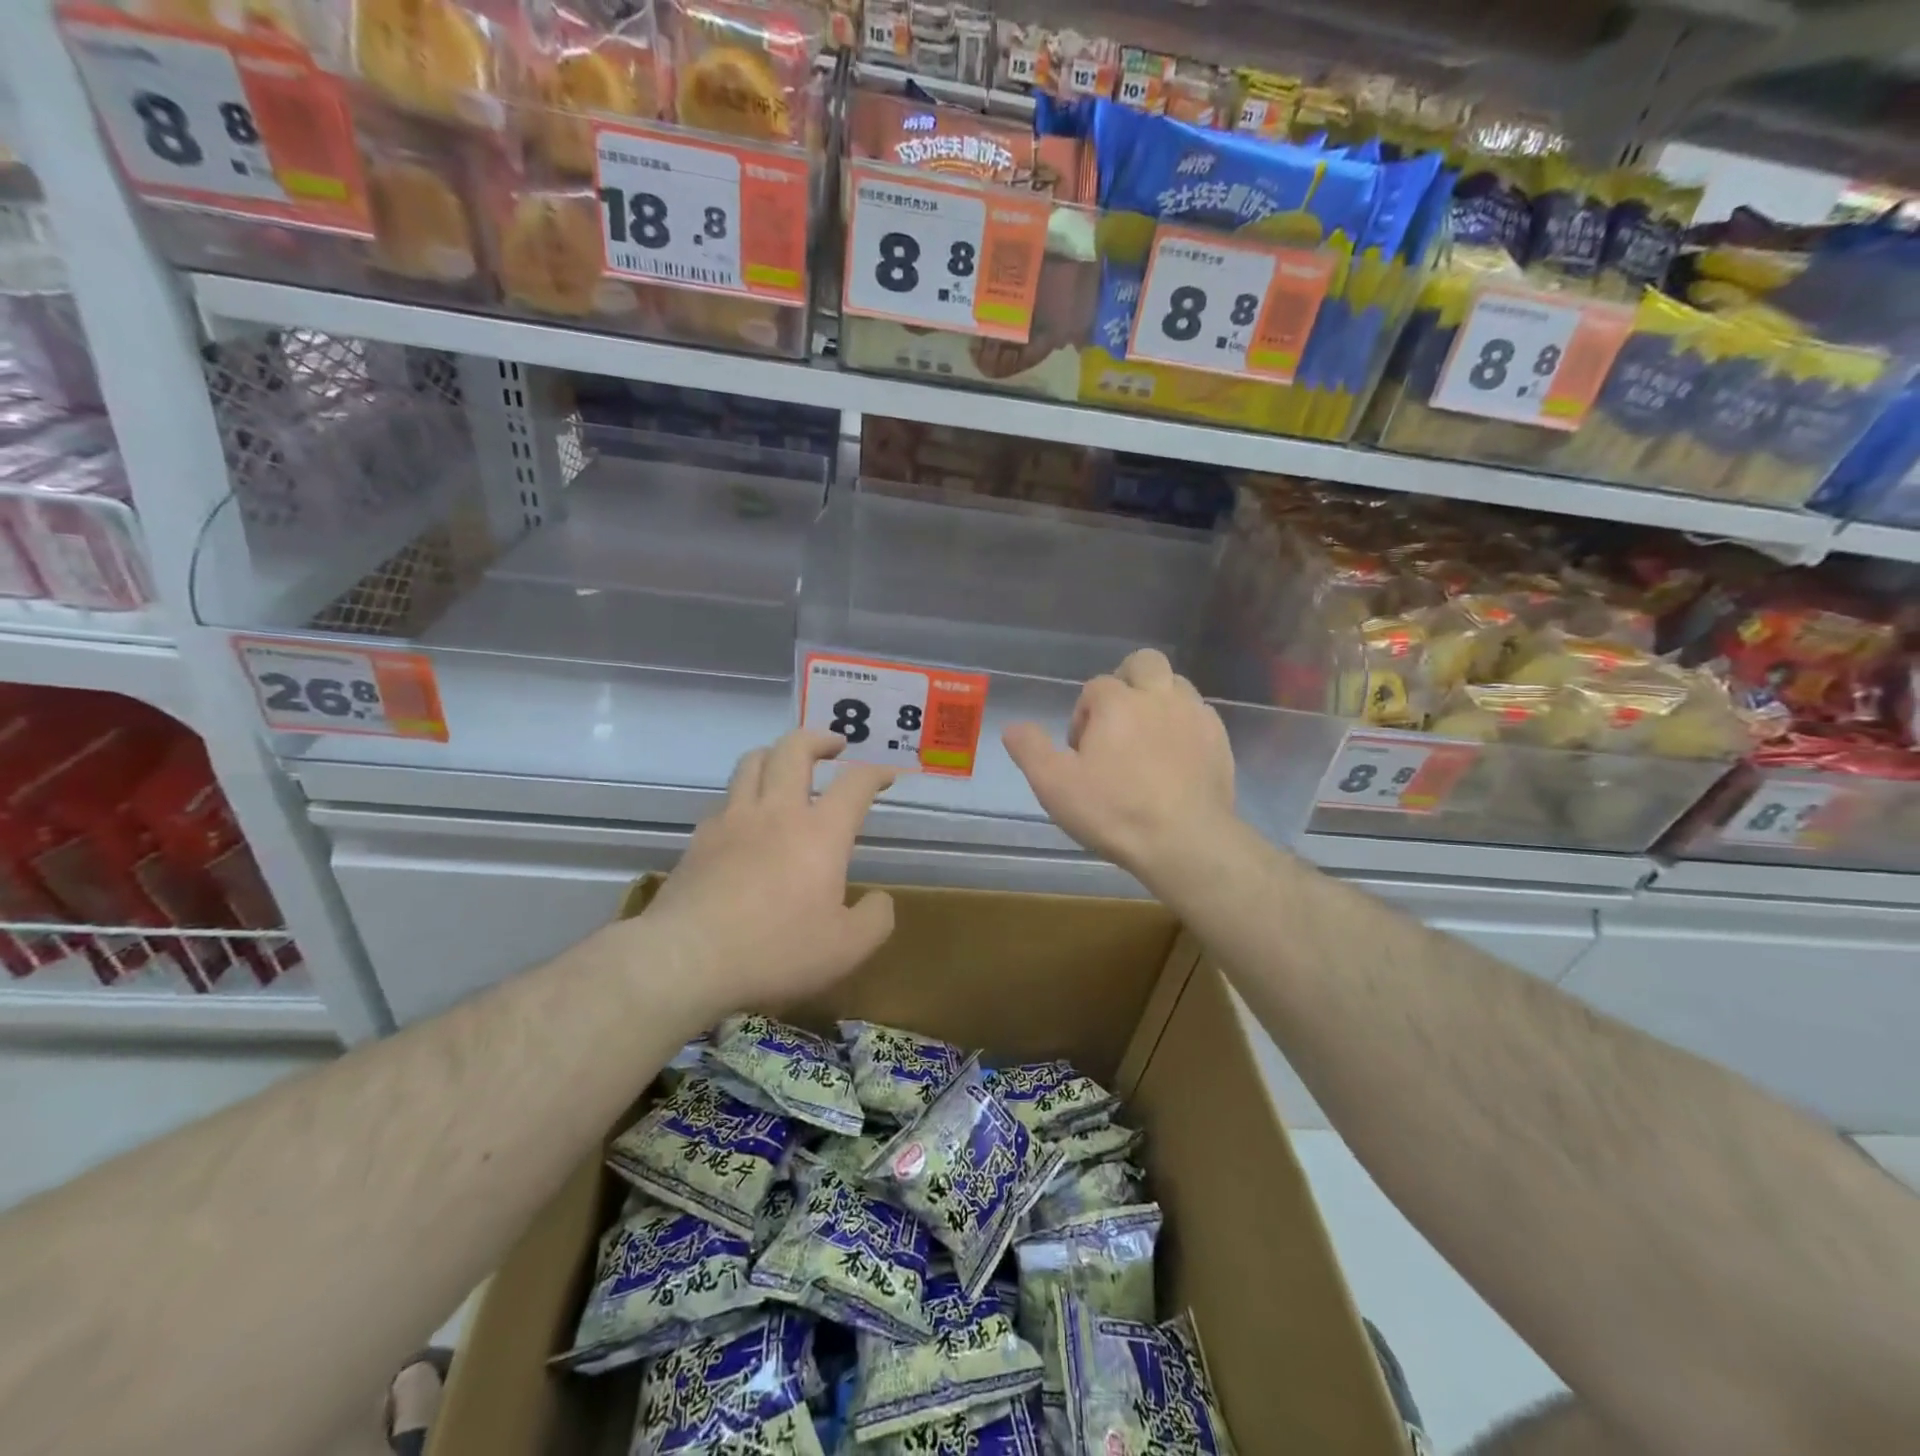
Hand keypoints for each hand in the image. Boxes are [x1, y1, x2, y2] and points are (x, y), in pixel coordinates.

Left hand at [645, 732, 896, 1013]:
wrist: (686, 959)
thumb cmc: (776, 951)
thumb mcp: (846, 949)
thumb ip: (874, 920)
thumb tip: (880, 900)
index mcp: (820, 833)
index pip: (855, 784)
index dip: (875, 773)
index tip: (887, 775)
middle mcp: (777, 813)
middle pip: (794, 750)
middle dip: (818, 739)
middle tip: (834, 744)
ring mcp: (732, 821)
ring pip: (752, 762)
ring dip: (775, 753)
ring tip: (786, 764)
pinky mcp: (700, 839)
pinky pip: (725, 800)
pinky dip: (743, 796)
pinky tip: (747, 818)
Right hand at [1003, 649, 1236, 886]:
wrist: (1185, 842)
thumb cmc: (1114, 811)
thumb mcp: (1055, 785)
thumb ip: (1030, 749)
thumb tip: (1013, 727)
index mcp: (1117, 702)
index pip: (1094, 687)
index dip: (1083, 715)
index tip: (1081, 753)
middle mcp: (1159, 696)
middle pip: (1144, 662)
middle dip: (1127, 681)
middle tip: (1117, 723)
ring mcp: (1195, 716)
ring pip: (1176, 684)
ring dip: (1158, 699)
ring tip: (1146, 738)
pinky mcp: (1220, 740)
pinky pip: (1200, 715)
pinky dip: (1184, 725)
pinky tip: (1175, 758)